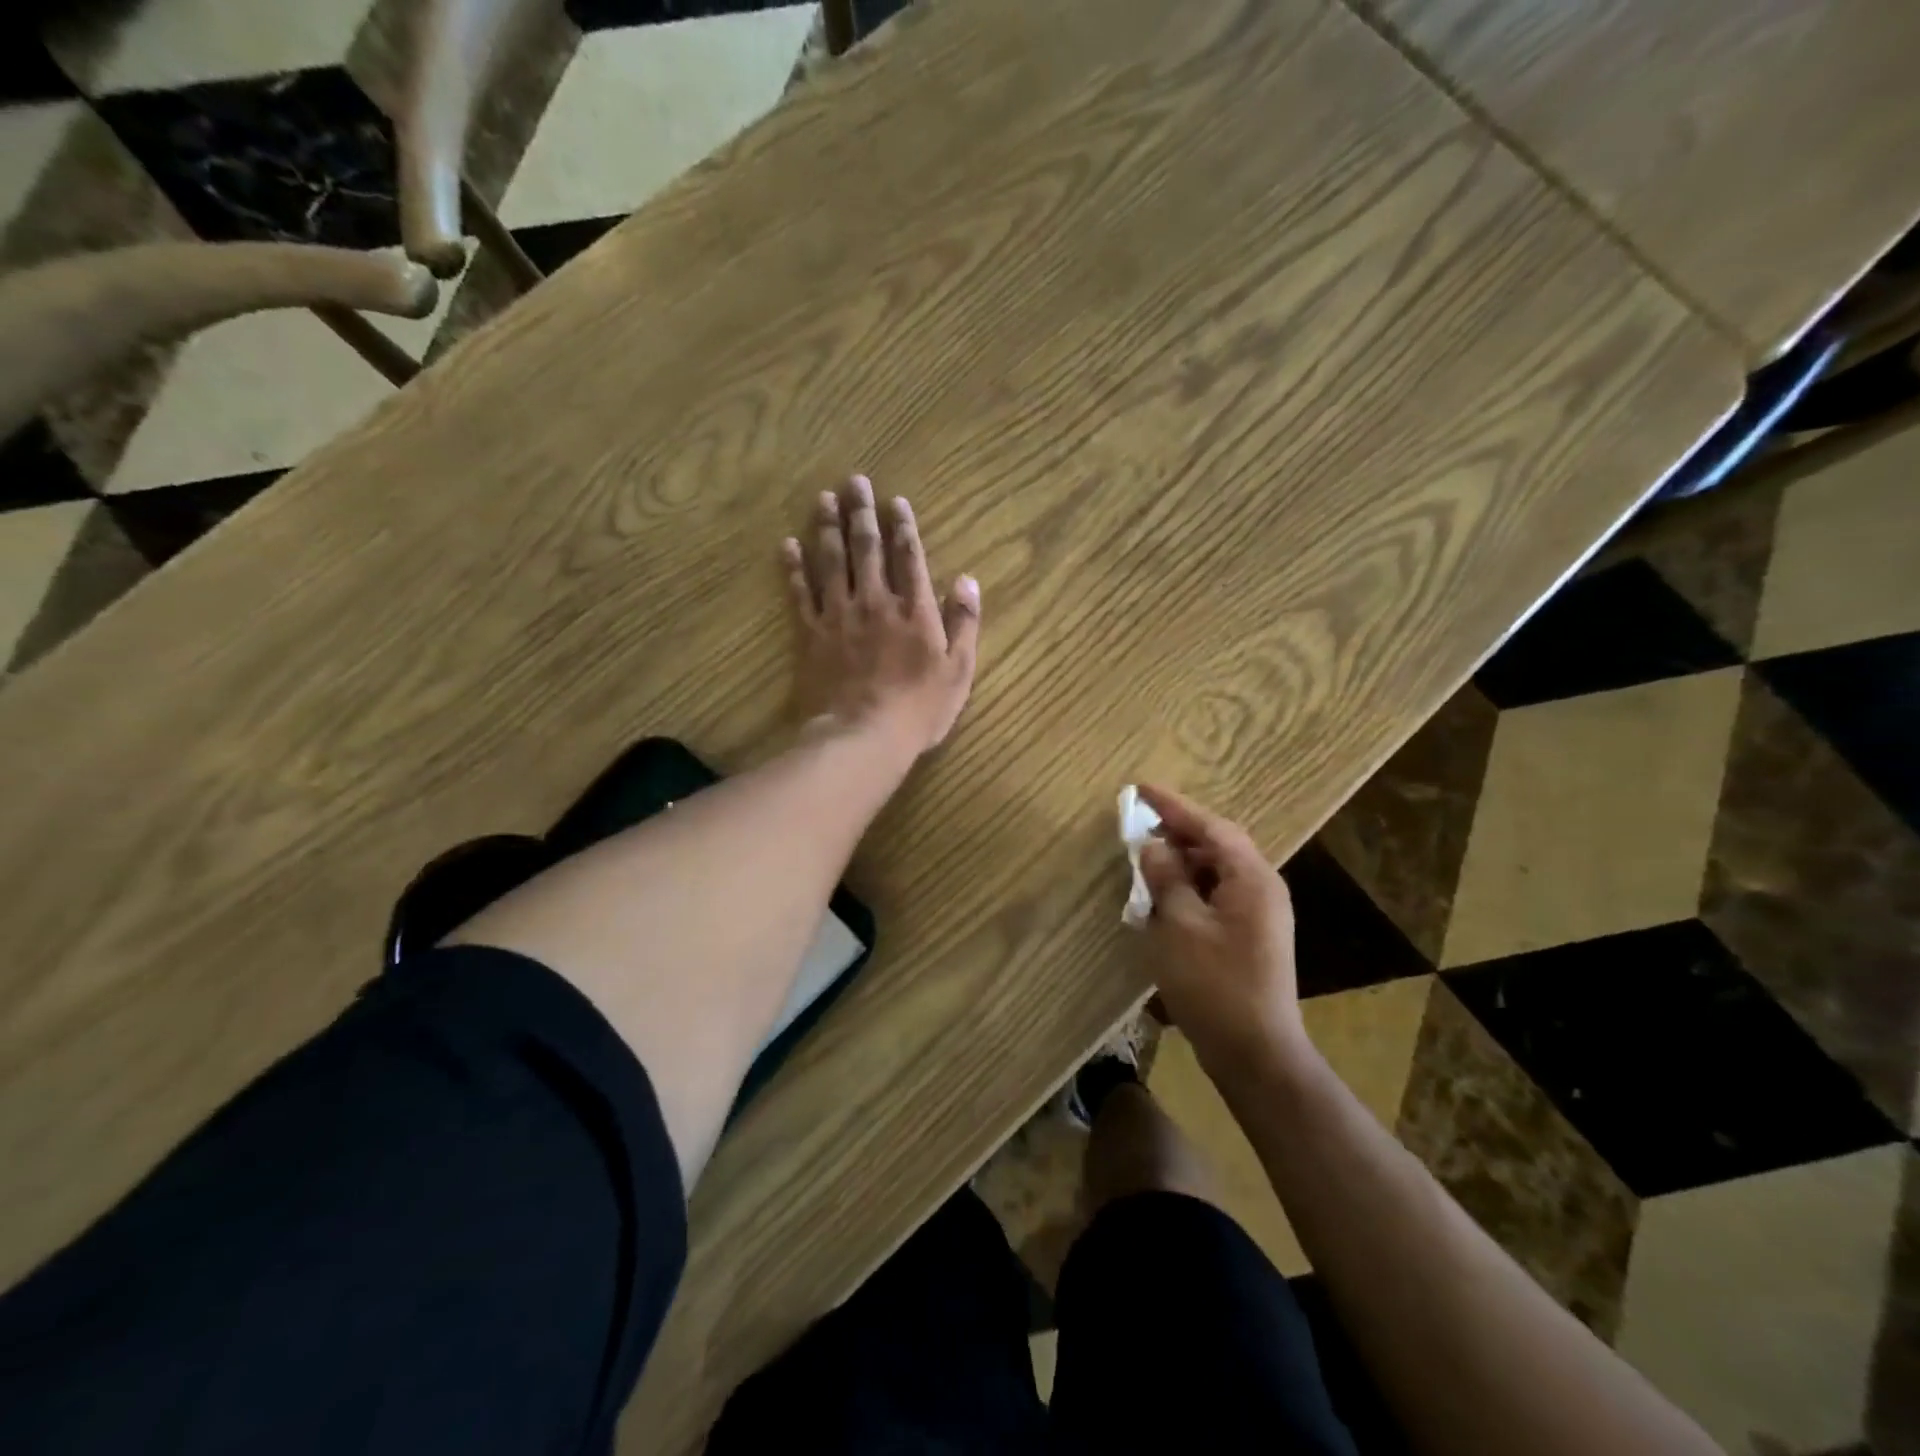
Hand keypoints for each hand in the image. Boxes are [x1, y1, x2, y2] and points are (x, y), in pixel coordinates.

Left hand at [785, 475, 981, 756]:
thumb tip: (967, 579)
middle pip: (866, 548)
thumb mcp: (958, 671)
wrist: (862, 736)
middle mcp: (875, 601)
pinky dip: (793, 568)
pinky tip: (787, 544)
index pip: (908, 556)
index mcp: (914, 609)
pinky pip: (800, 593)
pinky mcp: (811, 634)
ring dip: (827, 528)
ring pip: (831, 562)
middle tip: (854, 482)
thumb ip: (964, 622)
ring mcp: (839, 616)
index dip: (902, 526)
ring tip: (823, 499)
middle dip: (861, 513)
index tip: (894, 501)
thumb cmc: (918, 710)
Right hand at [1135, 784, 1308, 1077]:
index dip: (1174, 806)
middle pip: (1216, 845)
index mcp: (1251, 878)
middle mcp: (1261, 888)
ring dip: (1180, 863)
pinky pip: (1215, 896)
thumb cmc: (1215, 984)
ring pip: (1215, 872)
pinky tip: (1161, 899)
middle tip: (1138, 826)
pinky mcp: (1248, 936)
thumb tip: (1153, 846)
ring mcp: (1258, 914)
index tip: (1140, 789)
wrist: (1256, 1053)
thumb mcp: (1179, 925)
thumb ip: (1166, 879)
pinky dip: (1187, 889)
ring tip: (1144, 861)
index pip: (1211, 826)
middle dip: (1177, 833)